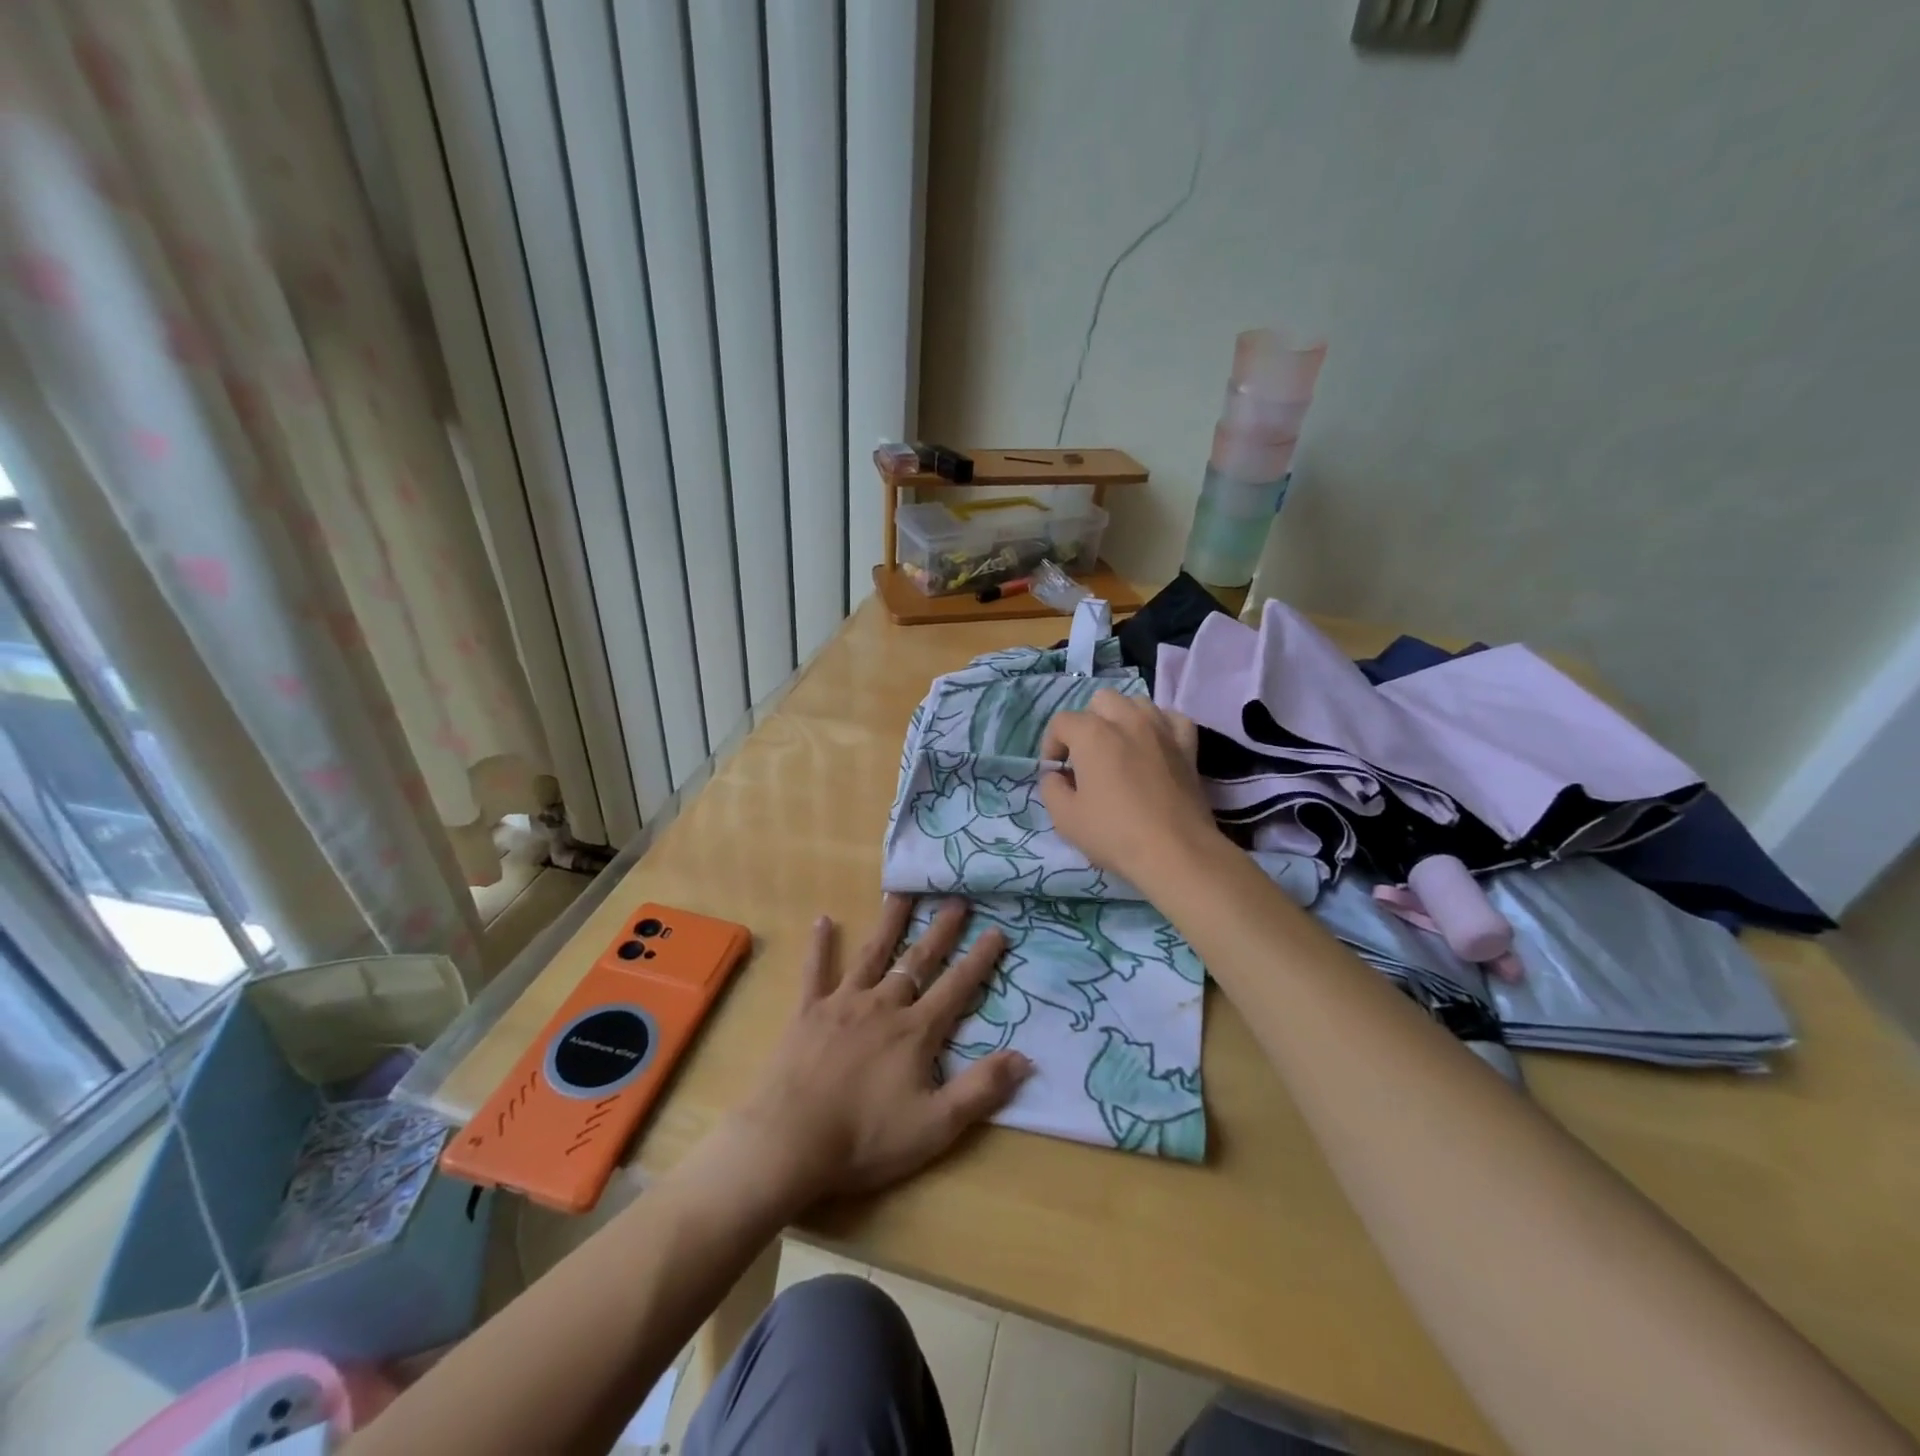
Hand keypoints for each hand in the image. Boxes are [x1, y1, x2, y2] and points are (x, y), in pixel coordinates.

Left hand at [724, 895, 1031, 1208]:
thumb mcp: (936, 1126)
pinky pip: (816, 971)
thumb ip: (981, 1090)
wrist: (790, 1143)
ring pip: (872, 954)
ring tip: (901, 892)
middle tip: (956, 899)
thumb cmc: (866, 1139)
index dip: (979, 959)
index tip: (997, 930)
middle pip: (917, 960)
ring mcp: (843, 1003)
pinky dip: (820, 945)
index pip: (957, 987)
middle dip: (941, 930)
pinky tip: (823, 919)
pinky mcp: (808, 1012)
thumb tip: (1025, 1057)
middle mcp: (882, 1005)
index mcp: (916, 1031)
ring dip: (889, 923)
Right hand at [1039, 688, 1221, 887]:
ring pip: (1136, 702)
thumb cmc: (1114, 834)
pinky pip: (1172, 719)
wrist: (1175, 853)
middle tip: (1086, 757)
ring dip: (1122, 719)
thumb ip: (1051, 787)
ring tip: (1119, 748)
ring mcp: (1161, 730)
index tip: (1057, 774)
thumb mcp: (1064, 818)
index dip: (1052, 746)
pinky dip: (1159, 726)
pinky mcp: (1187, 746)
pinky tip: (1154, 745)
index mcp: (1092, 734)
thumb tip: (1057, 775)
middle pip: (1100, 701)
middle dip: (1087, 723)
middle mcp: (1127, 720)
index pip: (1061, 722)